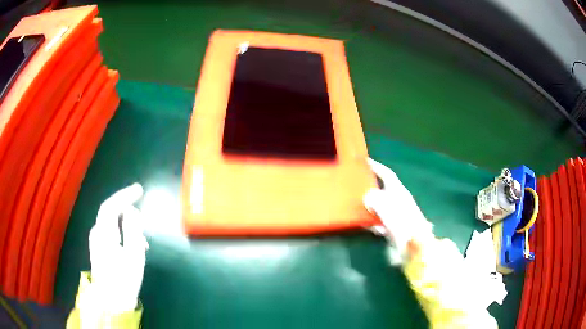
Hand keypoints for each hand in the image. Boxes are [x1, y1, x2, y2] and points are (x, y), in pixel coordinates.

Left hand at [87, 183, 147, 312]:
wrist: (111, 302)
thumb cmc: (124, 279)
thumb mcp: (134, 255)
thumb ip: (133, 230)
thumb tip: (132, 211)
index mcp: (104, 233)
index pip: (111, 205)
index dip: (124, 195)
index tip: (139, 190)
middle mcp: (97, 233)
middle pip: (109, 211)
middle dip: (124, 204)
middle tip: (139, 200)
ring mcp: (96, 241)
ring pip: (110, 221)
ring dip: (125, 220)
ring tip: (141, 234)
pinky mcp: (98, 248)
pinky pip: (110, 230)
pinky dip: (121, 229)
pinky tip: (132, 243)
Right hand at [363, 158, 432, 262]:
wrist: (414, 247)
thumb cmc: (402, 223)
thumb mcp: (388, 208)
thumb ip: (375, 199)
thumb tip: (367, 197)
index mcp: (398, 192)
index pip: (386, 174)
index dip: (377, 167)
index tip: (365, 161)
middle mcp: (397, 201)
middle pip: (381, 190)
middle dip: (369, 187)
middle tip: (354, 185)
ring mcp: (395, 215)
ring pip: (378, 207)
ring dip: (367, 206)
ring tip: (353, 205)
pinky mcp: (393, 228)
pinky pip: (378, 221)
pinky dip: (370, 222)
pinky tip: (362, 223)